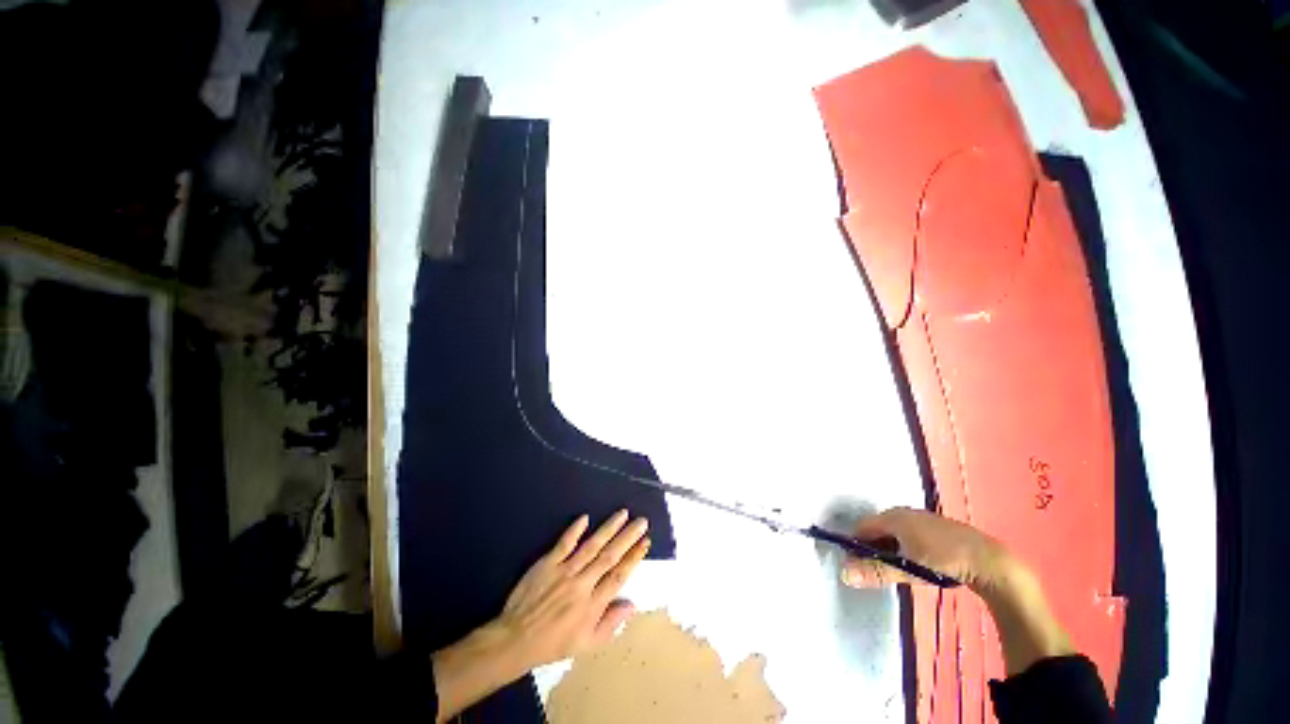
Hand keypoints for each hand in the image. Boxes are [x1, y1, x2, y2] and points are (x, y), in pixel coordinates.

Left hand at [494, 509, 651, 668]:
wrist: (516, 639)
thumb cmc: (553, 643)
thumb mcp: (586, 645)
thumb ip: (610, 624)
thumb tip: (632, 605)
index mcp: (592, 605)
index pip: (619, 576)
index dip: (634, 558)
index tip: (645, 542)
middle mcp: (582, 584)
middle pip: (609, 556)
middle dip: (628, 537)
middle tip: (642, 521)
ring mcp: (564, 571)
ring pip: (592, 546)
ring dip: (609, 528)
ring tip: (623, 514)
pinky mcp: (547, 563)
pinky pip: (564, 544)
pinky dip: (575, 530)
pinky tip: (585, 518)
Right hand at [841, 507, 1071, 674]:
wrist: (989, 561)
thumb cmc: (943, 560)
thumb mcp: (907, 568)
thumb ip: (875, 571)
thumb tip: (843, 574)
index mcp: (893, 516)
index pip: (863, 526)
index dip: (856, 544)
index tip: (855, 563)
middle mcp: (904, 512)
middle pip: (877, 527)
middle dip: (872, 546)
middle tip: (874, 568)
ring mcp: (921, 518)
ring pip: (894, 531)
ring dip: (888, 547)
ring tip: (894, 567)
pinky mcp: (935, 527)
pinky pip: (909, 533)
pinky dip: (903, 545)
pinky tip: (913, 561)